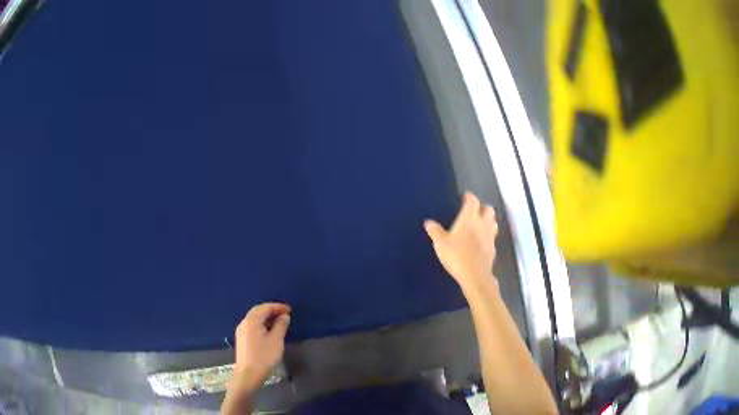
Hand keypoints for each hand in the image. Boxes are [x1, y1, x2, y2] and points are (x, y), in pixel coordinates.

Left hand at [231, 303, 290, 391]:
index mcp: (252, 321)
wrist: (248, 374)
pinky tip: (269, 331)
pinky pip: (252, 326)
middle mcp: (244, 323)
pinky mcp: (242, 339)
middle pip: (258, 311)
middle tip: (285, 314)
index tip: (290, 310)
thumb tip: (284, 316)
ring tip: (279, 322)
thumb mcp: (276, 341)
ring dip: (266, 318)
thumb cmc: (264, 357)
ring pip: (254, 319)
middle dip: (271, 310)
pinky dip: (262, 324)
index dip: (278, 307)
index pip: (265, 307)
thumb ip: (281, 326)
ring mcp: (241, 331)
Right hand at [424, 192, 497, 288]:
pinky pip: (492, 236)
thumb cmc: (456, 255)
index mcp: (469, 218)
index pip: (473, 201)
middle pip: (488, 209)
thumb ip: (435, 231)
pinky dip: (488, 235)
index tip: (466, 196)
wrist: (475, 275)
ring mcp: (490, 236)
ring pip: (493, 222)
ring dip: (488, 220)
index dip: (469, 197)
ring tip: (480, 223)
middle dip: (482, 207)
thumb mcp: (440, 243)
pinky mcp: (493, 248)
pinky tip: (482, 241)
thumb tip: (428, 222)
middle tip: (475, 210)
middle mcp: (482, 223)